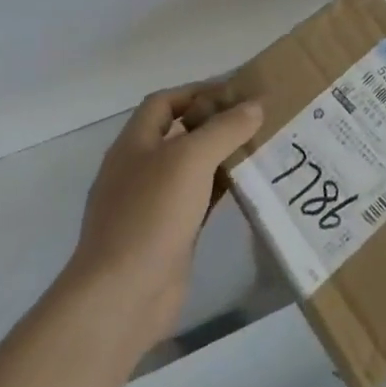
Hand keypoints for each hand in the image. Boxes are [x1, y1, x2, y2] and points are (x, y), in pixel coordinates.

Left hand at [63, 84, 262, 351]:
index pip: (164, 102)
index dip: (198, 91)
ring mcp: (152, 204)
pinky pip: (200, 200)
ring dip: (223, 156)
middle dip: (216, 122)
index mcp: (134, 144)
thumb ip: (224, 129)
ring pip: (193, 168)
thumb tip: (255, 106)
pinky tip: (251, 187)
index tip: (237, 91)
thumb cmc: (150, 215)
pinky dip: (223, 189)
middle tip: (258, 119)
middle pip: (180, 133)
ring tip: (263, 147)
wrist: (122, 295)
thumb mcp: (190, 159)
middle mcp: (140, 169)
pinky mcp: (169, 234)